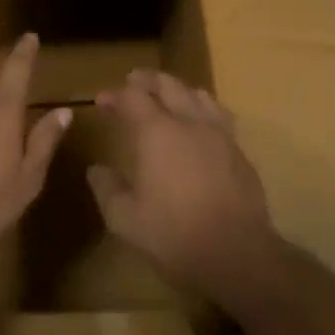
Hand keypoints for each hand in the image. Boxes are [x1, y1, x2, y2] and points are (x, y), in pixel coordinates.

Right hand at [88, 70, 274, 298]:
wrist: (237, 254)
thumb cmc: (174, 234)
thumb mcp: (125, 219)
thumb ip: (107, 189)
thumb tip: (96, 170)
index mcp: (157, 132)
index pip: (132, 98)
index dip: (115, 95)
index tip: (102, 101)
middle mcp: (189, 122)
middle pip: (168, 84)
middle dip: (147, 80)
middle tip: (133, 81)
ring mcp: (219, 134)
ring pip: (198, 94)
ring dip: (178, 89)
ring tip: (168, 95)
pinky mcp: (239, 151)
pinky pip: (219, 115)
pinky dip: (202, 108)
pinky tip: (200, 123)